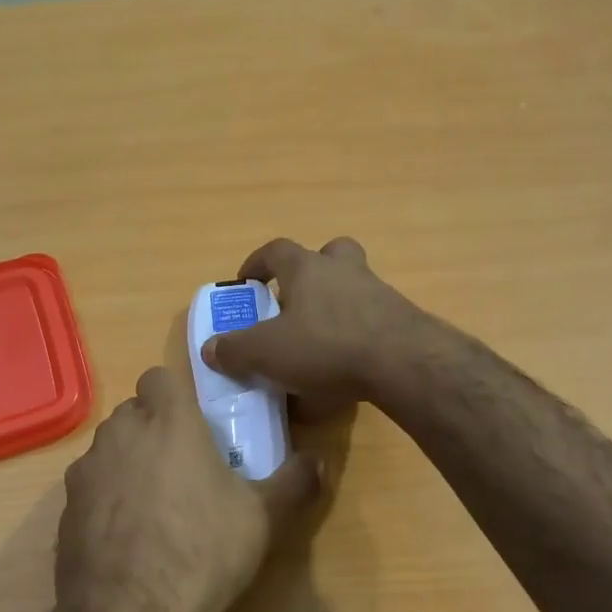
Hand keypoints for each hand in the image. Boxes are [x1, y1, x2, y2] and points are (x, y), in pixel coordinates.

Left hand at [56, 347, 322, 611]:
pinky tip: (127, 538)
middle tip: (183, 466)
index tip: (194, 423)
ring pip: (108, 449)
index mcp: (168, 423)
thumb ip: (294, 482)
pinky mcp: (64, 510)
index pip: (158, 377)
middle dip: (153, 428)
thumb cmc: (203, 551)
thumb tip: (320, 461)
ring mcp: (86, 472)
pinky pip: (89, 488)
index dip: (175, 395)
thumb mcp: (264, 519)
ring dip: (128, 463)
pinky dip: (106, 500)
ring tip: (154, 505)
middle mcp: (120, 435)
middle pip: (132, 413)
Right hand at [199, 237, 419, 415]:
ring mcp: (377, 291)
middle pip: (328, 253)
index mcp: (307, 268)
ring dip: (336, 302)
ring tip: (321, 337)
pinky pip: (371, 316)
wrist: (402, 361)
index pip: (276, 250)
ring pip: (353, 284)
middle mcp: (344, 270)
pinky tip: (348, 361)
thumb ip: (235, 349)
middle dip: (310, 271)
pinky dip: (357, 330)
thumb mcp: (267, 352)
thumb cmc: (325, 345)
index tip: (246, 282)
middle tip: (295, 300)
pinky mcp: (400, 318)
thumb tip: (210, 348)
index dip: (257, 263)